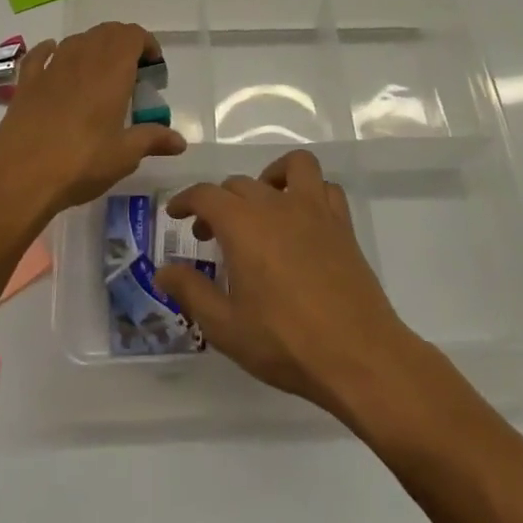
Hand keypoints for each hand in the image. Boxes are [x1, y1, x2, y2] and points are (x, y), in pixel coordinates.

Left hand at [0, 22, 186, 226]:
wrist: (19, 176)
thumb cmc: (80, 163)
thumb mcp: (124, 156)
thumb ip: (152, 140)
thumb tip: (180, 141)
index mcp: (111, 72)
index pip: (132, 35)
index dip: (146, 43)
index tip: (153, 67)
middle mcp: (82, 60)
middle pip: (106, 32)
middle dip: (123, 43)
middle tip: (132, 71)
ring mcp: (51, 68)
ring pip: (76, 39)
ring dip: (93, 46)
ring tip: (100, 71)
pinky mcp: (26, 83)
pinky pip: (40, 55)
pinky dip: (51, 50)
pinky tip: (55, 58)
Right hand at [157, 151, 420, 418]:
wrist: (358, 355)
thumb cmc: (285, 342)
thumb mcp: (225, 327)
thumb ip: (191, 292)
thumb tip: (164, 270)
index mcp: (242, 225)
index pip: (206, 194)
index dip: (186, 200)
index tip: (176, 214)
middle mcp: (276, 205)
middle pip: (240, 184)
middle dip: (219, 202)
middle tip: (210, 235)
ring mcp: (313, 210)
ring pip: (291, 167)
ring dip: (269, 178)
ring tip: (261, 206)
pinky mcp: (341, 225)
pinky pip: (324, 188)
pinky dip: (309, 191)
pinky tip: (301, 218)